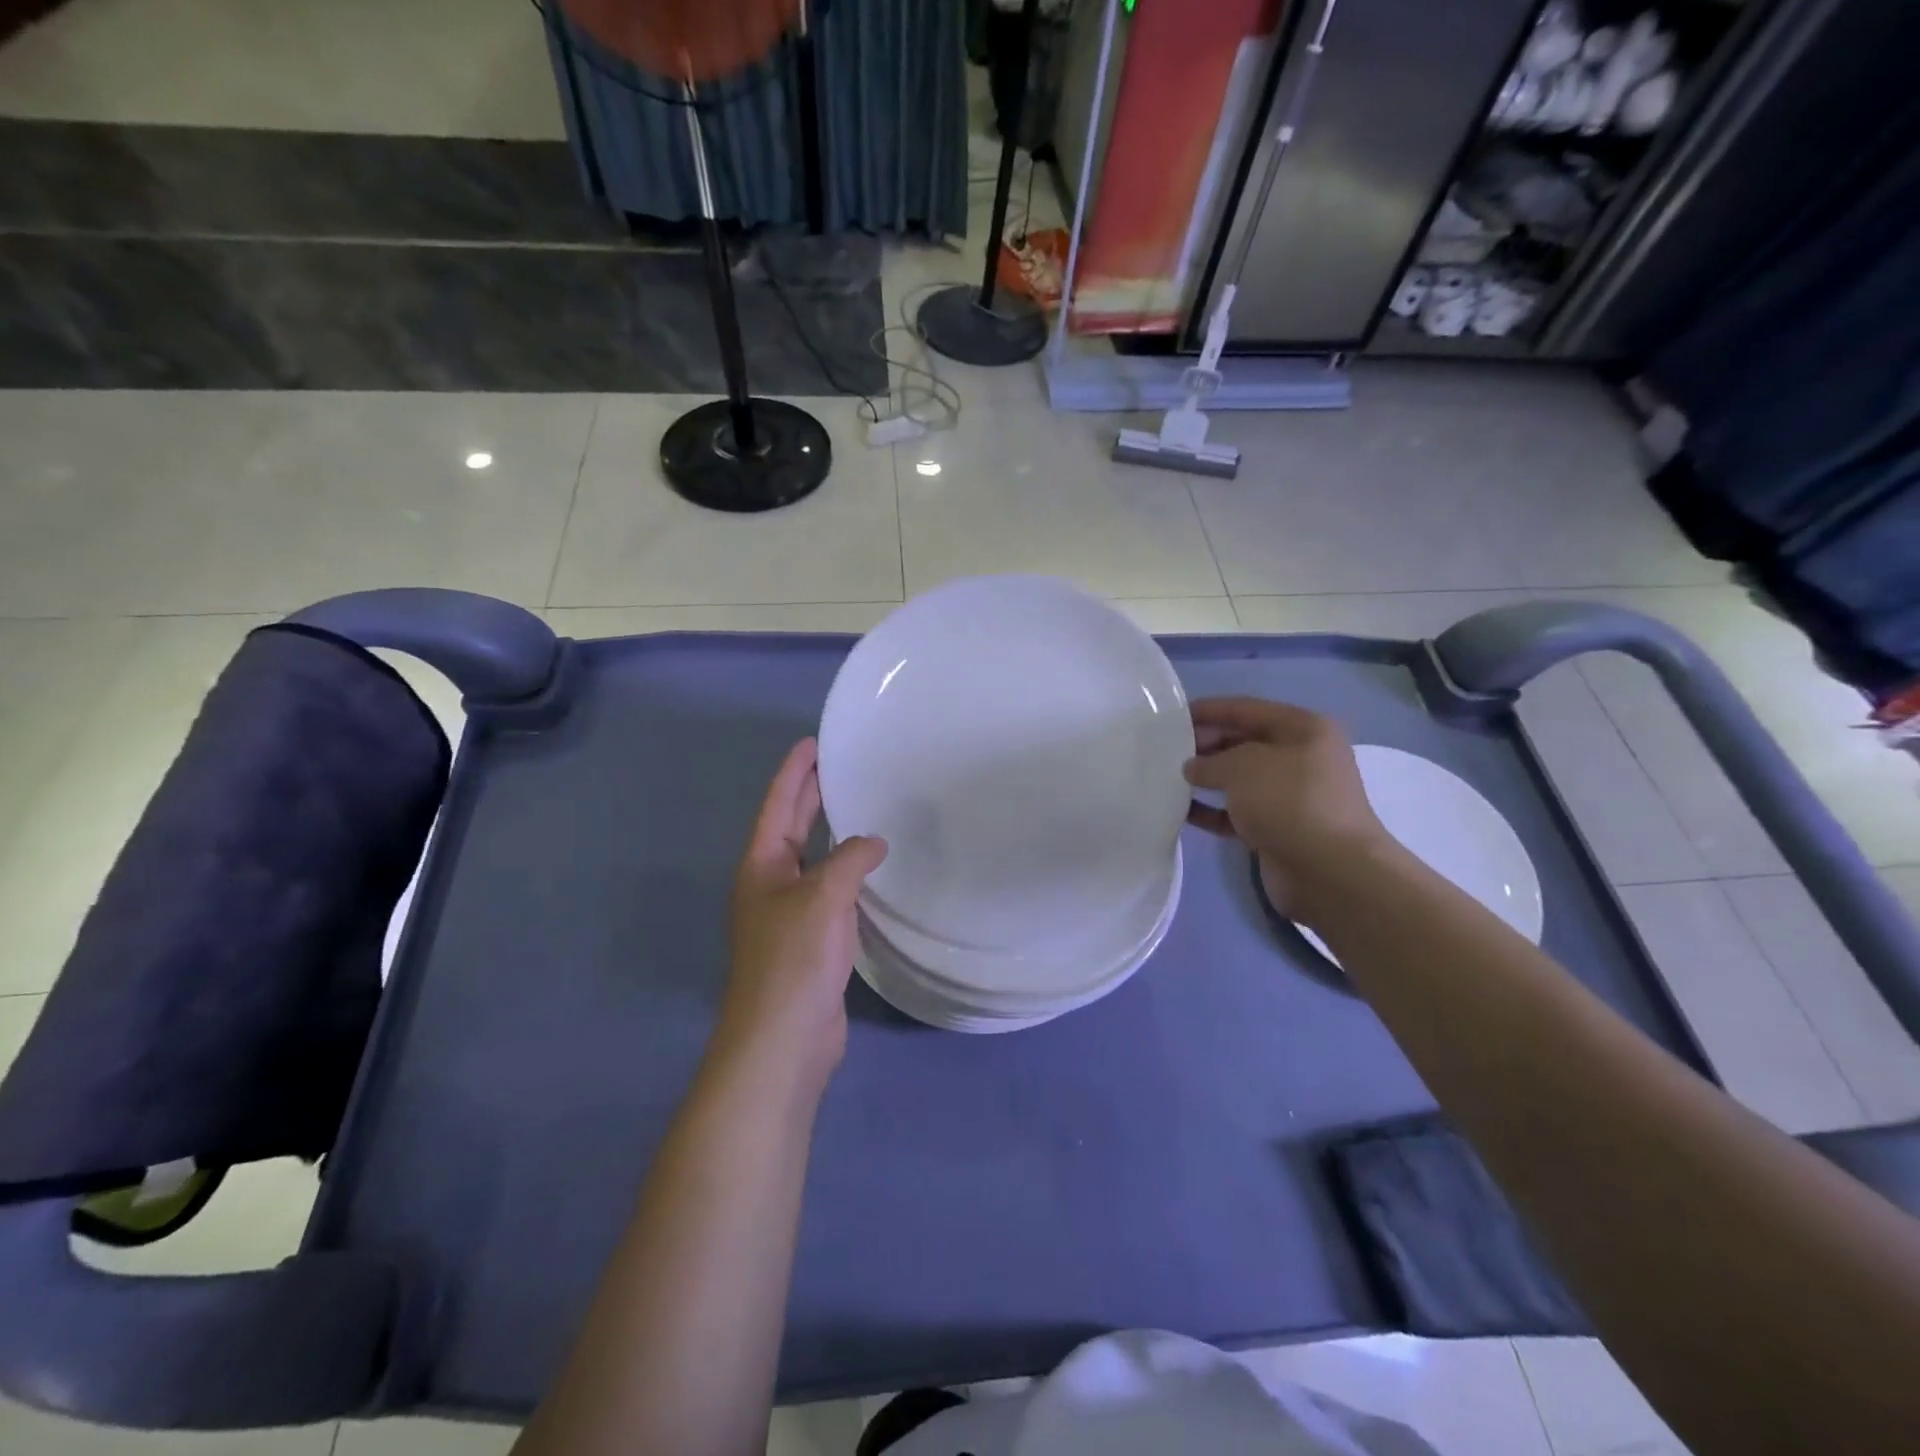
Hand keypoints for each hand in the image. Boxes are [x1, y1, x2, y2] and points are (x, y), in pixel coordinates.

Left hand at [721, 739, 886, 1084]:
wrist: (784, 1038)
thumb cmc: (794, 959)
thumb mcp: (823, 897)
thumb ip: (850, 860)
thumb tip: (874, 844)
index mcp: (762, 866)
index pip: (778, 805)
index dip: (794, 772)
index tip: (812, 742)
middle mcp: (771, 883)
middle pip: (792, 827)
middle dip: (811, 795)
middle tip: (838, 763)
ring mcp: (790, 913)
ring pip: (814, 859)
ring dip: (832, 833)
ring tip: (861, 805)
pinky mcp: (812, 939)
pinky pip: (831, 891)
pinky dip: (848, 872)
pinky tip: (871, 867)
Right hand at [1183, 697, 1387, 921]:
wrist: (1329, 871)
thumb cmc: (1289, 802)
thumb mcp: (1242, 767)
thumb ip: (1210, 761)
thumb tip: (1193, 768)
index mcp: (1303, 729)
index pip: (1247, 710)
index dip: (1210, 710)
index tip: (1173, 716)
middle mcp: (1301, 758)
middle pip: (1243, 743)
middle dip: (1206, 745)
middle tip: (1166, 751)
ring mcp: (1291, 796)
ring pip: (1240, 779)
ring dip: (1206, 779)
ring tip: (1168, 779)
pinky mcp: (1279, 828)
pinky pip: (1237, 812)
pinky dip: (1212, 811)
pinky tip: (1182, 812)